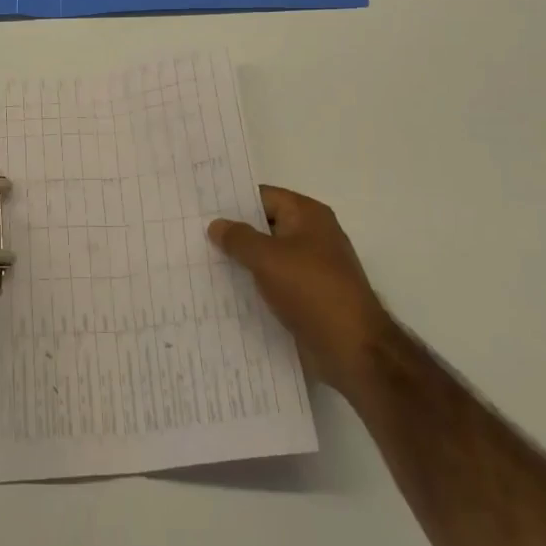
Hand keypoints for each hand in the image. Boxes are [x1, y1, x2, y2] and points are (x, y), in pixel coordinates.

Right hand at [208, 186, 388, 389]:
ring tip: (200, 263)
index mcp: (308, 215)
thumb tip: (216, 224)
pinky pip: (274, 283)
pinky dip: (253, 285)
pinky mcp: (308, 297)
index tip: (200, 207)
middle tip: (192, 235)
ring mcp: (311, 268)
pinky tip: (224, 293)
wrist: (353, 349)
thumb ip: (239, 238)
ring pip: (267, 257)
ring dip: (240, 261)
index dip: (232, 200)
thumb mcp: (267, 258)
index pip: (263, 196)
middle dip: (233, 232)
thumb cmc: (311, 291)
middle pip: (264, 225)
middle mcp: (312, 236)